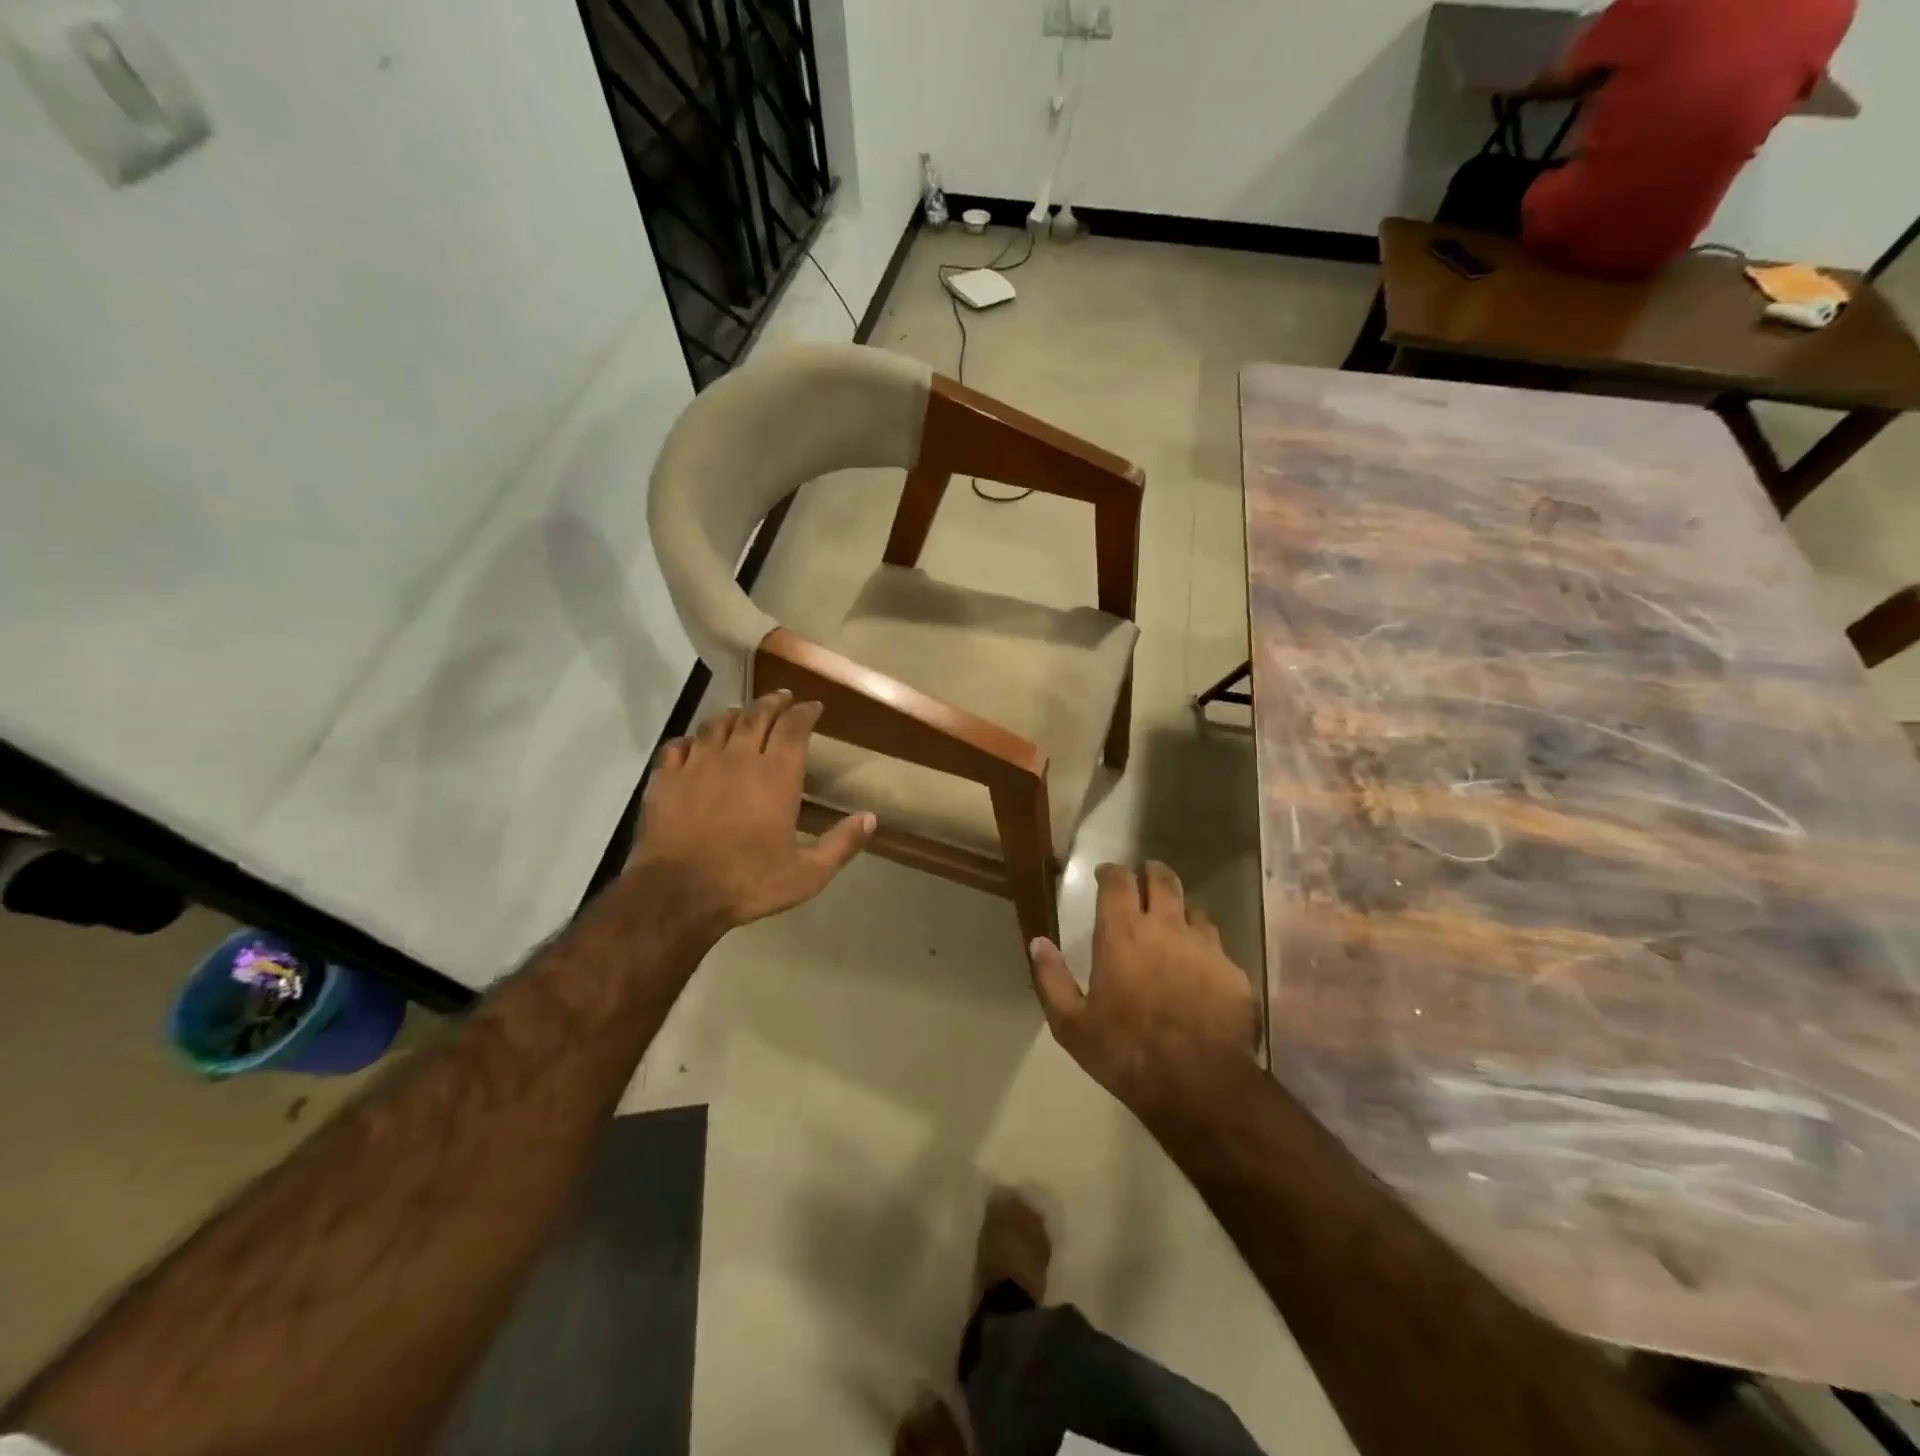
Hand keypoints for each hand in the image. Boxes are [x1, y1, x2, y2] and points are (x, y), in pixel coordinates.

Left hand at [628, 691, 874, 935]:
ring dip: (733, 714)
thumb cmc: (749, 882)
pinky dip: (690, 740)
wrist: (678, 894)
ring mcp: (698, 765)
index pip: (794, 727)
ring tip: (740, 713)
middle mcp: (739, 758)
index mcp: (777, 775)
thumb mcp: (808, 873)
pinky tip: (693, 744)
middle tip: (782, 697)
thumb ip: (841, 844)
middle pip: (756, 715)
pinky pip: (677, 746)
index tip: (813, 707)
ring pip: (716, 724)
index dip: (805, 712)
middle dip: (773, 702)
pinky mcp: (666, 779)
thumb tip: (870, 818)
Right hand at [1028, 862, 1258, 1110]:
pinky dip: (1206, 949)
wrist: (1199, 1085)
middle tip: (1145, 879)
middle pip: (1163, 880)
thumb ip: (1051, 978)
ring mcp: (1205, 946)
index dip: (1111, 872)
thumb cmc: (1126, 1052)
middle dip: (1151, 873)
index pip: (1118, 881)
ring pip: (1195, 910)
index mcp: (1122, 933)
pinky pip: (1219, 947)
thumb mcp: (1072, 1024)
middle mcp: (1166, 927)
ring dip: (1181, 912)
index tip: (1105, 875)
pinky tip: (1202, 970)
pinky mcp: (1233, 972)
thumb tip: (1038, 942)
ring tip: (1175, 926)